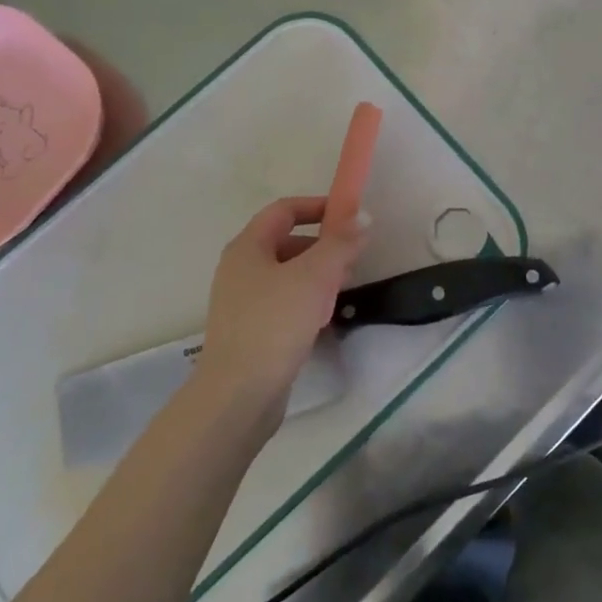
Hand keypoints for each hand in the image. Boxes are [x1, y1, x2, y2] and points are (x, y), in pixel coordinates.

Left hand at [198, 196, 366, 408]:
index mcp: (248, 247)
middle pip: (287, 241)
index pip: (284, 209)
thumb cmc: (274, 323)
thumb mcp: (314, 276)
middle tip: (351, 259)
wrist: (238, 395)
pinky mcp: (250, 330)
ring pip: (287, 274)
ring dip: (317, 275)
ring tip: (342, 290)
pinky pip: (283, 302)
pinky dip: (306, 301)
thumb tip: (363, 216)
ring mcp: (242, 301)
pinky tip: (322, 319)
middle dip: (322, 245)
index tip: (349, 216)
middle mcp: (240, 268)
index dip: (317, 206)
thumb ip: (341, 243)